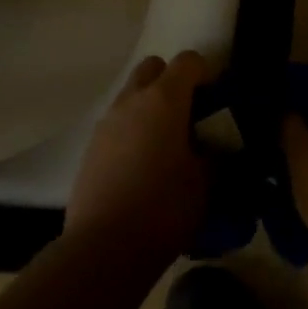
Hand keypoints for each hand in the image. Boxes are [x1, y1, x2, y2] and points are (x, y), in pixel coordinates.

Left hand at [65, 51, 210, 269]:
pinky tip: (142, 166)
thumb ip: (215, 156)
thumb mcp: (206, 182)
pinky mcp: (90, 148)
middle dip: (172, 81)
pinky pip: (117, 124)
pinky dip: (132, 131)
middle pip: (153, 68)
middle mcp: (132, 100)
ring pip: (131, 95)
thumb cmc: (164, 207)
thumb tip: (217, 149)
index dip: (206, 72)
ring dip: (149, 106)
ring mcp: (107, 123)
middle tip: (188, 114)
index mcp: (164, 98)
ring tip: (166, 144)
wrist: (104, 247)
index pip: (188, 61)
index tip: (216, 98)